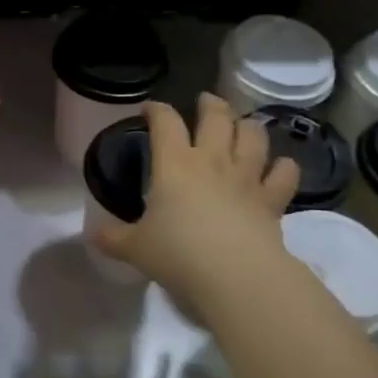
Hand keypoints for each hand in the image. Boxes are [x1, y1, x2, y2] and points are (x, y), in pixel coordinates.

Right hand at [91, 95, 298, 317]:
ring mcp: (246, 177)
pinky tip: (279, 168)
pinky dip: (283, 167)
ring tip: (243, 127)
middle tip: (206, 103)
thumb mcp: (135, 249)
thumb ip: (113, 238)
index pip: (165, 121)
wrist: (234, 275)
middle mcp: (213, 160)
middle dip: (211, 104)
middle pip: (216, 116)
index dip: (157, 110)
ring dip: (248, 126)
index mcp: (175, 164)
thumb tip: (92, 235)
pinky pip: (284, 173)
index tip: (150, 110)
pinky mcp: (272, 199)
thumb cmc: (178, 255)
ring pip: (254, 135)